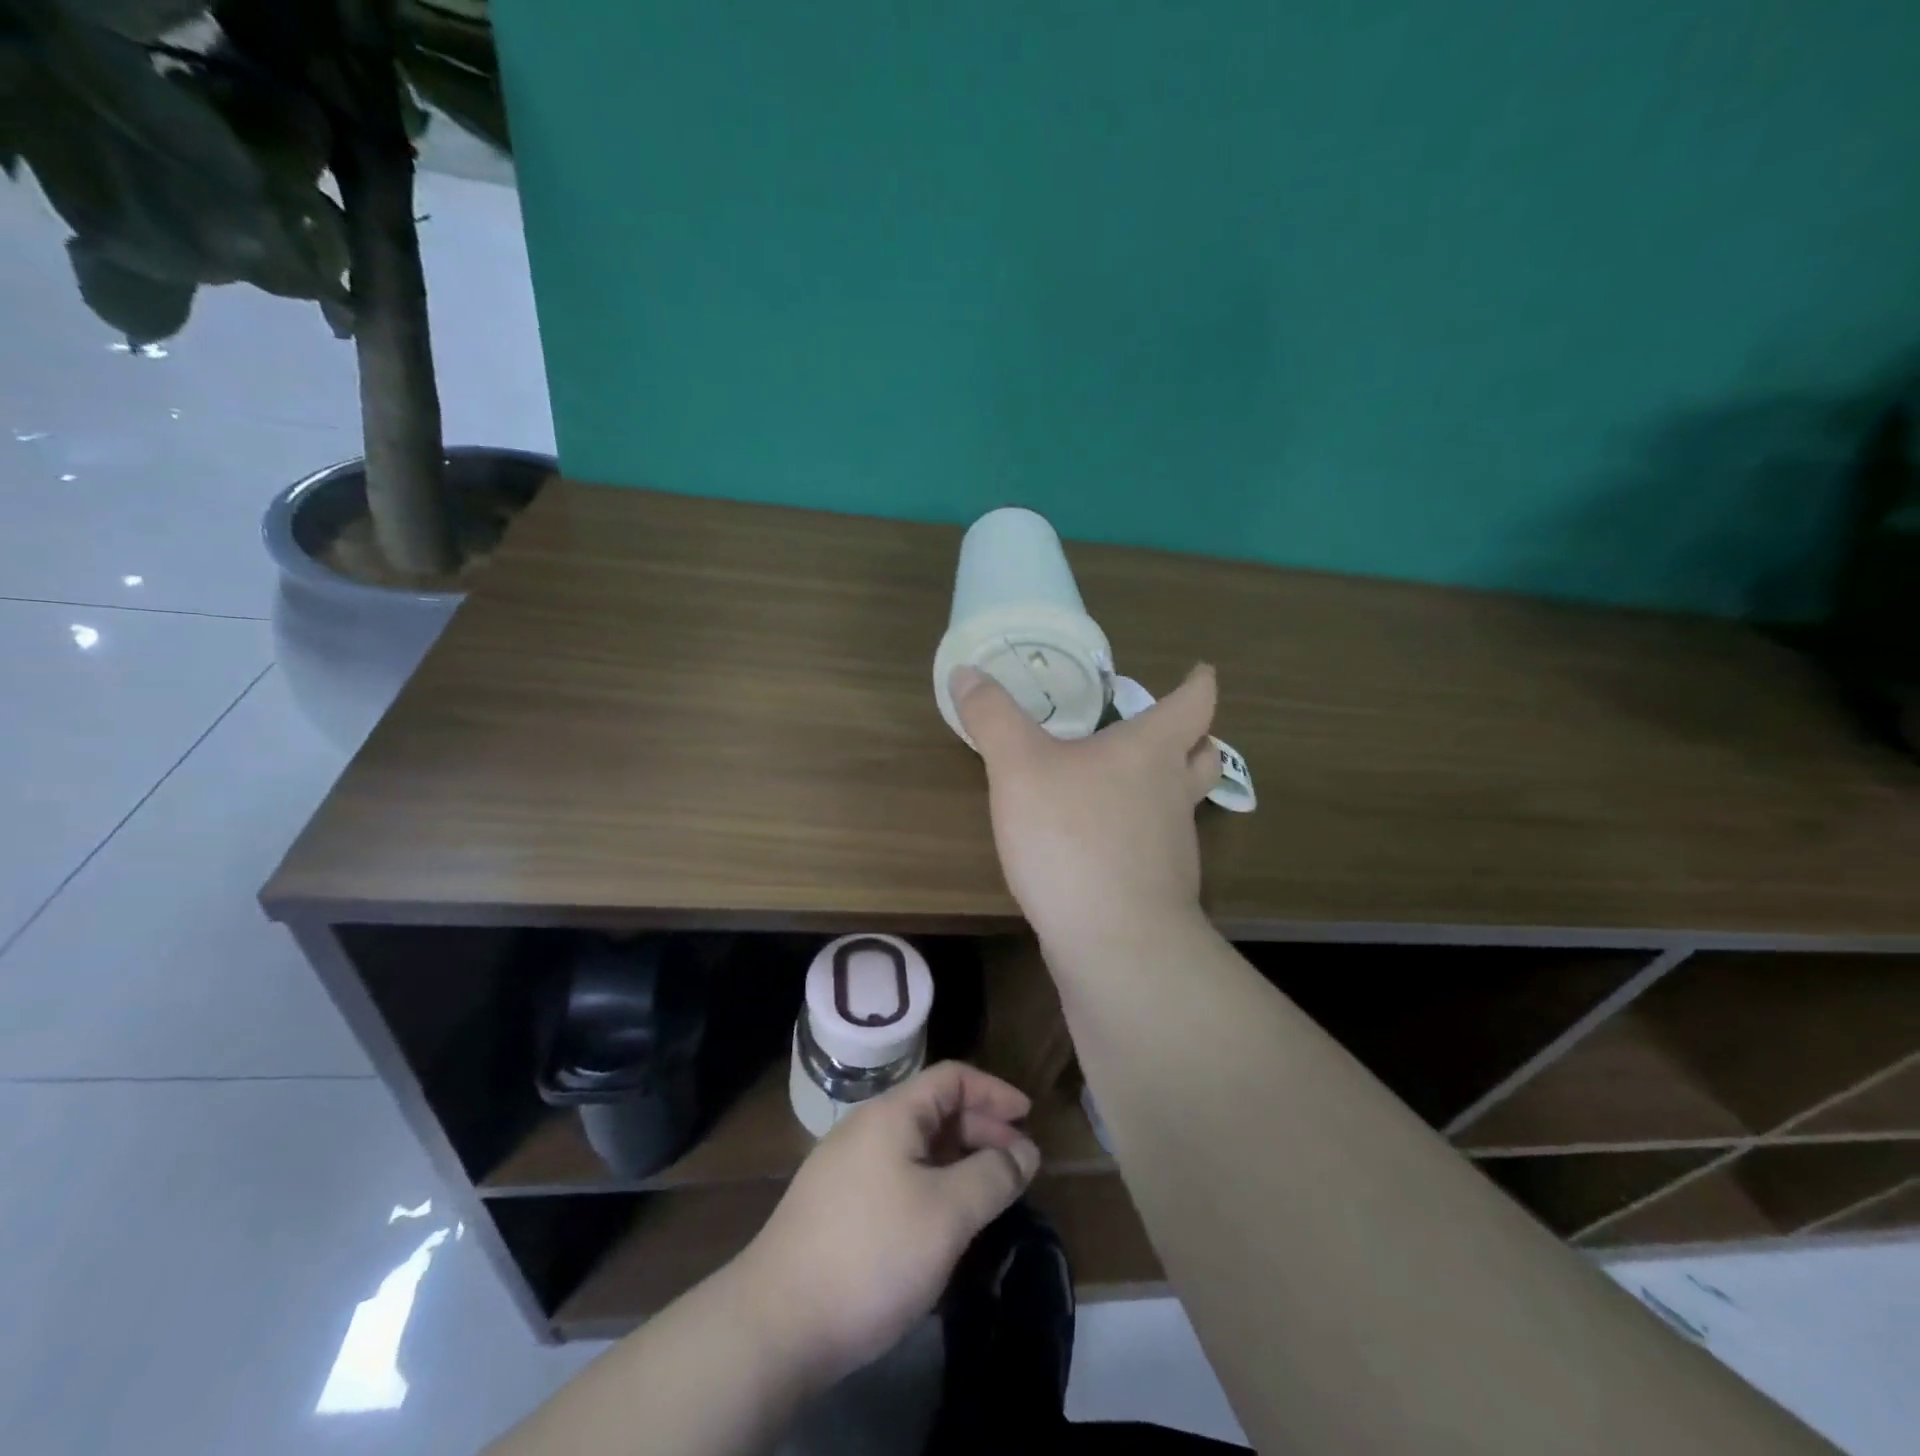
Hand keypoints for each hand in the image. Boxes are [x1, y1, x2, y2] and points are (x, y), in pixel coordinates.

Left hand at [734, 1061, 1040, 1387]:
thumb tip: (1024, 1151)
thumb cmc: (872, 1253)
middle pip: (935, 1110)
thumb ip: (992, 1176)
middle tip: (1017, 1166)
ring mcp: (847, 1166)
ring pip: (916, 1147)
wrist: (776, 1323)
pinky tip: (944, 1222)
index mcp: (892, 1114)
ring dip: (958, 1161)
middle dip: (981, 1130)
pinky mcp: (837, 1205)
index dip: (994, 1092)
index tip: (1028, 1120)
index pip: (952, 1078)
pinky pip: (898, 1176)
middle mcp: (867, 1128)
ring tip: (989, 1195)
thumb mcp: (946, 1213)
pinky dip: (932, 1185)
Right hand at [950, 663, 1220, 944]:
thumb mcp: (1018, 767)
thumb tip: (967, 672)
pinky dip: (1140, 835)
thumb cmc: (1072, 837)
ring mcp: (1173, 847)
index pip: (1193, 704)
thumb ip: (993, 717)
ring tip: (1127, 785)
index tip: (1200, 671)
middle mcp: (1172, 793)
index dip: (1198, 683)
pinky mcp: (1159, 890)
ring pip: (1181, 805)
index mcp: (1150, 751)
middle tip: (1167, 730)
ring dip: (1166, 788)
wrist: (1114, 943)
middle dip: (1192, 739)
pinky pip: (1156, 848)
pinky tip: (1103, 845)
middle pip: (1202, 756)